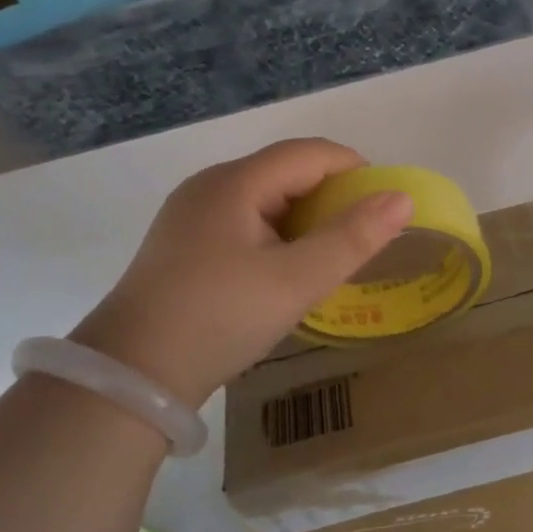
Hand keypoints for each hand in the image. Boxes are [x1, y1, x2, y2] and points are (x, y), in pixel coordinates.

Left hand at [68, 139, 411, 409]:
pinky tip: (281, 270)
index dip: (353, 169)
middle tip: (358, 238)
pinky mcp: (182, 243)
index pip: (309, 153)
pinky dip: (275, 234)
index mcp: (235, 182)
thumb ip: (353, 238)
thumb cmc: (219, 318)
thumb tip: (401, 198)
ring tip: (325, 256)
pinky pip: (243, 220)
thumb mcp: (297, 281)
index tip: (383, 205)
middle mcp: (210, 186)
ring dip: (303, 218)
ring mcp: (190, 214)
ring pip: (264, 197)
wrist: (130, 377)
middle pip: (286, 171)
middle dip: (330, 196)